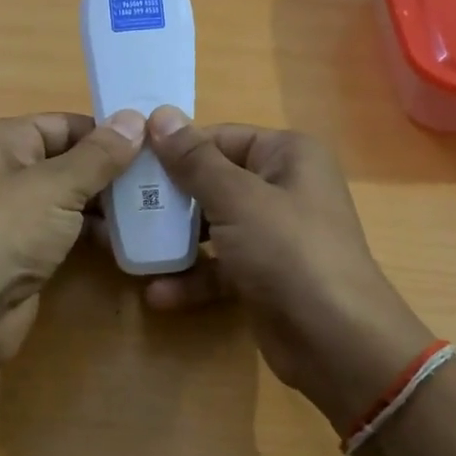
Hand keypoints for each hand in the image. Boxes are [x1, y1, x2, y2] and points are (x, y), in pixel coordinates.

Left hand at [0, 110, 144, 374]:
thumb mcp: (57, 185)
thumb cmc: (5, 230)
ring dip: (108, 205)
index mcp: (4, 140)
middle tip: (164, 180)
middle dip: (113, 171)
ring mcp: (15, 214)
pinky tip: (129, 240)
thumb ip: (99, 155)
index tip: (156, 145)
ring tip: (157, 209)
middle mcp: (7, 170)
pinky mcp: (25, 251)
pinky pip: (66, 231)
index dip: (108, 132)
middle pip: (70, 160)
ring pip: (71, 199)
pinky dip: (94, 233)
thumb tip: (136, 118)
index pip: (65, 123)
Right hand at [143, 107, 431, 431]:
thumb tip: (161, 115)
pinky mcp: (263, 276)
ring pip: (213, 227)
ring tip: (129, 249)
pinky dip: (193, 278)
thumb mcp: (237, 199)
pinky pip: (220, 267)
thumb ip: (195, 160)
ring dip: (174, 241)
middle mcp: (283, 188)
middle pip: (213, 182)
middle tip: (120, 206)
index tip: (128, 161)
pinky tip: (157, 293)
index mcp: (287, 155)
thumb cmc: (288, 251)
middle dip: (169, 198)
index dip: (175, 148)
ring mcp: (273, 235)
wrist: (335, 340)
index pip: (221, 138)